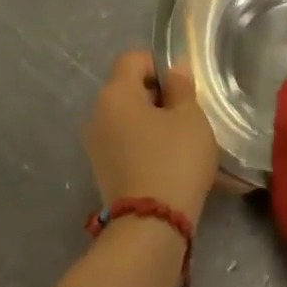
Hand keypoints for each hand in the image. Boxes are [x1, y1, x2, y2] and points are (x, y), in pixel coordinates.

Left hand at [82, 50, 218, 222]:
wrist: (150, 227)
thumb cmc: (174, 160)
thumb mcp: (190, 117)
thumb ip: (181, 86)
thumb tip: (175, 68)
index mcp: (115, 94)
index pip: (133, 59)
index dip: (159, 64)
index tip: (182, 86)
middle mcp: (97, 115)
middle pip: (128, 88)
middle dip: (157, 95)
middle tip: (186, 113)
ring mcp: (96, 145)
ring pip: (127, 117)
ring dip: (152, 121)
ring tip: (180, 139)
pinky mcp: (102, 171)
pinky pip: (125, 142)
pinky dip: (144, 143)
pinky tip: (168, 160)